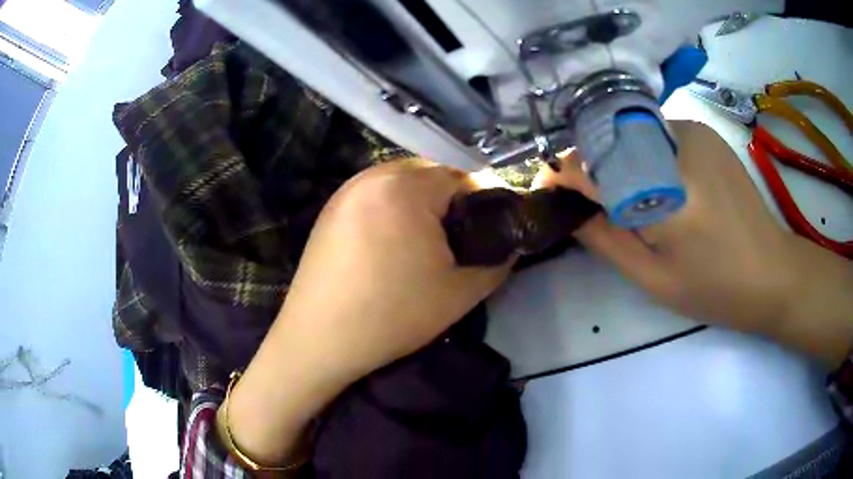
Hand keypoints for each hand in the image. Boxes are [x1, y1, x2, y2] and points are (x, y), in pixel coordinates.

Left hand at [228, 160, 512, 464]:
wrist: (319, 341)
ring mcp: (346, 189)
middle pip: (430, 174)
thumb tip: (511, 243)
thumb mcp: (460, 293)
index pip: (462, 177)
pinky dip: (393, 208)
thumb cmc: (391, 317)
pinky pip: (375, 194)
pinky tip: (391, 243)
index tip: (486, 233)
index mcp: (405, 188)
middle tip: (456, 240)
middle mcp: (372, 175)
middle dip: (451, 201)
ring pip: (401, 182)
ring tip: (424, 243)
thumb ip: (498, 261)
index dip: (482, 204)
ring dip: (421, 203)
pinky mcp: (330, 207)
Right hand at [539, 120, 852, 364]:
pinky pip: (657, 134)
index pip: (595, 166)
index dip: (563, 174)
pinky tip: (658, 183)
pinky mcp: (705, 133)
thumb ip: (607, 241)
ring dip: (619, 159)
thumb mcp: (655, 279)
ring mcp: (695, 132)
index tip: (546, 188)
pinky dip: (644, 153)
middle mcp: (679, 146)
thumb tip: (571, 212)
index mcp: (668, 193)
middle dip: (590, 166)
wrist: (772, 272)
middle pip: (611, 141)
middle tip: (587, 200)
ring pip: (633, 134)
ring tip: (627, 196)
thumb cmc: (716, 288)